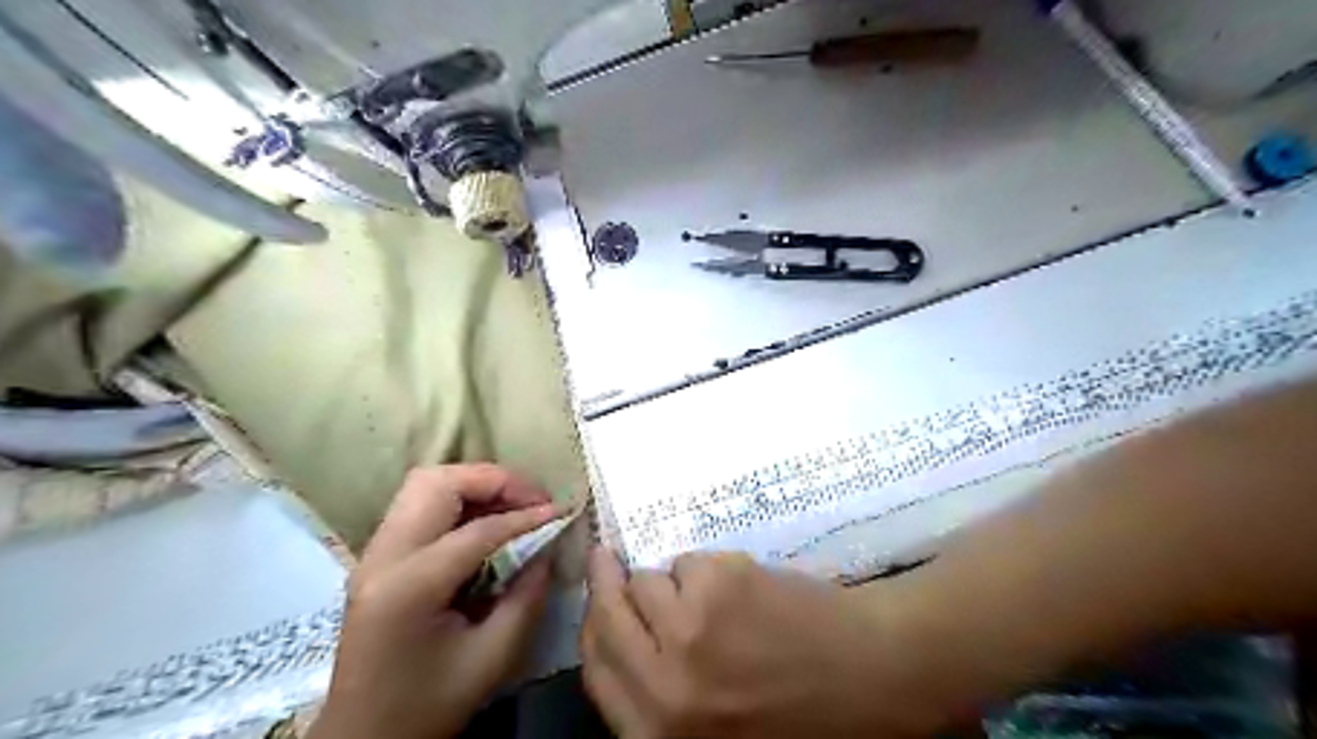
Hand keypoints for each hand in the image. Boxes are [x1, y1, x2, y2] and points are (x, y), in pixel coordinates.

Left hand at [312, 469, 559, 737]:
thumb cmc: (428, 706)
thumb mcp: (492, 658)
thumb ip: (527, 596)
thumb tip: (548, 547)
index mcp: (408, 587)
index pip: (477, 530)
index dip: (526, 517)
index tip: (562, 513)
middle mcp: (382, 557)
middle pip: (437, 483)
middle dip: (493, 481)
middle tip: (532, 499)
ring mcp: (372, 554)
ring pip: (424, 484)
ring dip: (474, 484)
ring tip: (513, 504)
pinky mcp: (376, 557)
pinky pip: (418, 505)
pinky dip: (458, 500)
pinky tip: (486, 522)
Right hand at [580, 551, 941, 736]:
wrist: (872, 676)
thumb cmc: (794, 713)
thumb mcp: (709, 726)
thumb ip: (656, 693)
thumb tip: (619, 634)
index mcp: (658, 734)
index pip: (595, 669)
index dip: (592, 628)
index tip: (595, 598)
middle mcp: (663, 687)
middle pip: (606, 617)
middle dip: (606, 583)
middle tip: (607, 559)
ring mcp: (688, 630)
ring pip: (648, 580)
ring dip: (674, 583)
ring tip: (718, 600)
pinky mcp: (719, 584)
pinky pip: (690, 561)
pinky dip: (710, 570)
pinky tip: (746, 591)